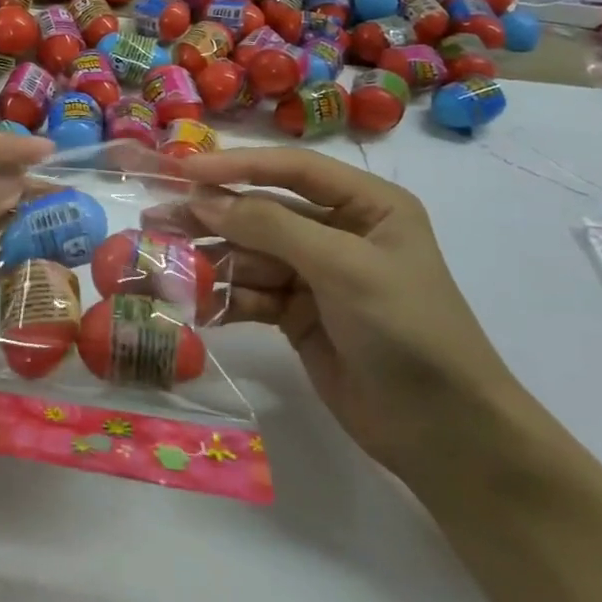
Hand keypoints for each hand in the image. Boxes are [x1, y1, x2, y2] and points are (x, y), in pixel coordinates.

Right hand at [169, 147, 536, 484]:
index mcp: (366, 205)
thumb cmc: (407, 330)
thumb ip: (270, 226)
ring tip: (160, 261)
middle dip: (211, 216)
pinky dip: (223, 297)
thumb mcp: (343, 267)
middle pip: (262, 212)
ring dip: (208, 259)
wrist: (447, 436)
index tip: (183, 170)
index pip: (292, 170)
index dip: (236, 165)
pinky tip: (190, 303)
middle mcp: (339, 232)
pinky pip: (251, 294)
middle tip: (155, 217)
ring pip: (250, 255)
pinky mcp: (298, 315)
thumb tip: (202, 198)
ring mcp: (316, 276)